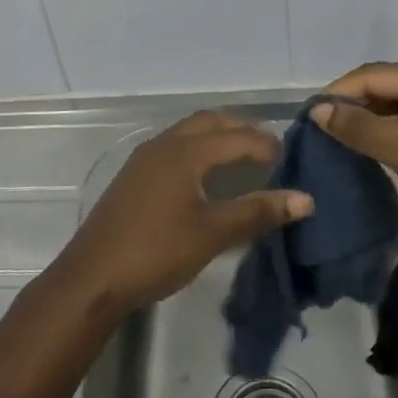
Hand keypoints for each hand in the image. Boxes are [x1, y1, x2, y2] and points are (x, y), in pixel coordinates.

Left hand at [51, 111, 313, 318]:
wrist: (93, 275)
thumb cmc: (157, 251)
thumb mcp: (213, 233)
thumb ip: (256, 211)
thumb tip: (305, 199)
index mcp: (186, 151)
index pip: (236, 137)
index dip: (266, 145)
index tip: (292, 160)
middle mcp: (165, 143)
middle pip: (210, 122)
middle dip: (242, 130)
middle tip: (270, 150)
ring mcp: (146, 157)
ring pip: (190, 132)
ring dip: (218, 137)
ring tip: (244, 159)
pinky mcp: (135, 174)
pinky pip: (176, 146)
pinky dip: (200, 149)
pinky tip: (207, 176)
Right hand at [312, 63, 397, 279]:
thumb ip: (361, 128)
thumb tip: (318, 109)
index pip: (373, 74)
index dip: (338, 91)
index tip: (307, 118)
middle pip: (387, 89)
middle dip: (353, 107)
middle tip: (319, 134)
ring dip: (371, 126)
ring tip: (338, 146)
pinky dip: (392, 141)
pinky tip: (374, 160)